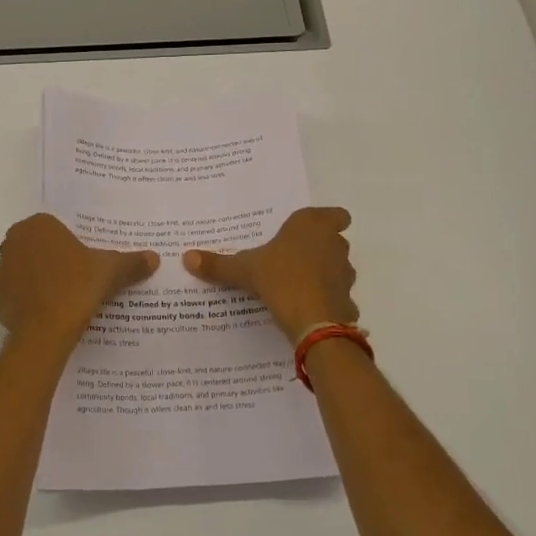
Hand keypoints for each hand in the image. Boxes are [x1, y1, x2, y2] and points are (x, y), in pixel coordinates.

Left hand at [0, 214, 158, 341]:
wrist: (48, 328)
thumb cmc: (79, 287)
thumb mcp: (111, 271)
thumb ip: (131, 262)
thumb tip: (154, 257)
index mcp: (38, 226)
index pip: (51, 228)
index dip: (65, 244)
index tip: (79, 261)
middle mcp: (12, 241)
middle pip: (29, 246)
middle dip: (43, 258)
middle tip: (67, 277)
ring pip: (10, 268)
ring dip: (21, 277)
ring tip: (46, 295)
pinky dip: (4, 298)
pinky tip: (23, 308)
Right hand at [183, 207, 358, 344]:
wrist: (313, 321)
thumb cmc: (280, 279)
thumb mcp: (243, 270)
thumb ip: (218, 264)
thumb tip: (187, 257)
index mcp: (312, 225)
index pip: (336, 214)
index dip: (328, 222)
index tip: (309, 233)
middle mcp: (334, 244)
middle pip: (334, 241)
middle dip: (319, 249)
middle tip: (292, 259)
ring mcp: (345, 273)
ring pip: (338, 268)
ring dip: (324, 274)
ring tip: (296, 286)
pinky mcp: (348, 299)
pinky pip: (338, 297)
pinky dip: (327, 302)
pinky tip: (308, 311)